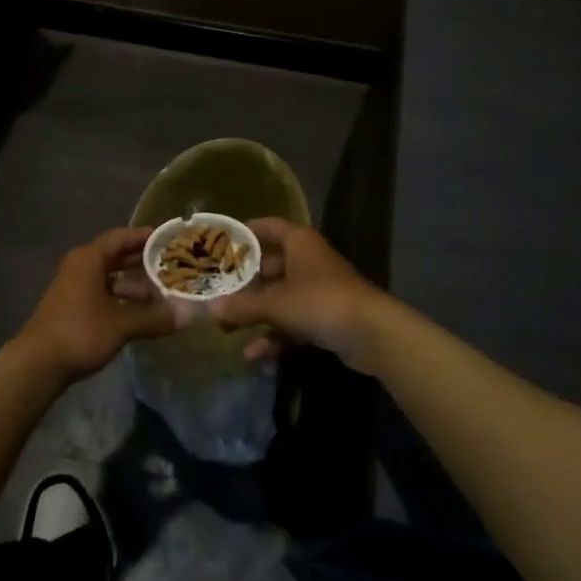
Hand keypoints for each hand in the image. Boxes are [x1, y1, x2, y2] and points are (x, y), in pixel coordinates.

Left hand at [15, 227, 181, 382]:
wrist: (38, 364)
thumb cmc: (80, 332)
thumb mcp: (121, 324)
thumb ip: (154, 317)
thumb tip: (189, 315)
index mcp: (89, 259)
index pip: (121, 237)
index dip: (145, 236)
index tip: (168, 238)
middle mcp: (80, 267)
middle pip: (115, 256)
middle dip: (142, 261)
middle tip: (170, 264)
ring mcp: (73, 288)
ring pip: (108, 278)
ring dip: (132, 284)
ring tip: (160, 294)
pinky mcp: (71, 307)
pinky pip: (101, 293)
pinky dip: (120, 298)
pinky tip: (139, 314)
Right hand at [211, 219, 392, 371]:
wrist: (372, 334)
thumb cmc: (320, 301)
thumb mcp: (276, 304)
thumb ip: (242, 306)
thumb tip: (208, 309)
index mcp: (299, 242)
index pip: (269, 227)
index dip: (246, 232)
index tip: (221, 242)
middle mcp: (309, 260)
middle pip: (271, 265)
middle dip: (245, 281)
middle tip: (217, 289)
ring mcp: (319, 290)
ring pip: (281, 296)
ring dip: (257, 312)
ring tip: (226, 326)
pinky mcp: (326, 318)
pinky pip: (293, 322)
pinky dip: (275, 335)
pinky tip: (252, 354)